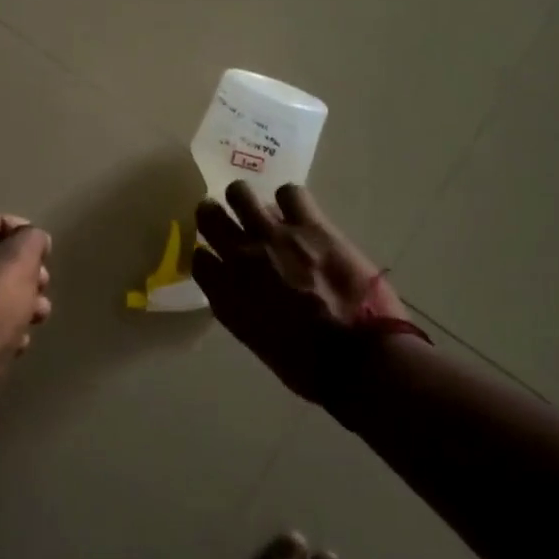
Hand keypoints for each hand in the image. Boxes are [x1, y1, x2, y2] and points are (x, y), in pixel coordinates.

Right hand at [192, 182, 425, 404]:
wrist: (360, 360)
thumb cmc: (310, 366)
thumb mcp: (258, 342)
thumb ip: (243, 309)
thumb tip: (248, 289)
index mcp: (226, 295)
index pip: (198, 259)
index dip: (207, 255)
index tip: (218, 258)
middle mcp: (241, 258)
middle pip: (209, 215)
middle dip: (215, 215)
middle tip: (229, 219)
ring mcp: (274, 237)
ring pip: (240, 193)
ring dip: (247, 200)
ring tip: (261, 209)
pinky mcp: (309, 225)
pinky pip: (288, 191)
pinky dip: (290, 199)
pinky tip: (298, 212)